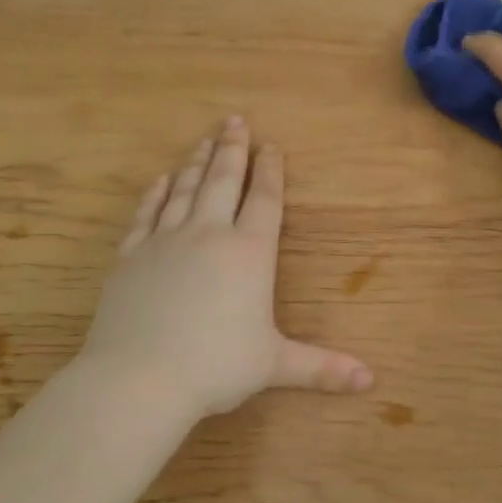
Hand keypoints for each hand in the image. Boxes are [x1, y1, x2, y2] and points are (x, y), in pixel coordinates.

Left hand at [81, 118, 373, 417]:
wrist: (140, 377)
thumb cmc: (216, 367)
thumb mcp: (275, 365)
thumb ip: (322, 367)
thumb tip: (371, 382)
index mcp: (249, 253)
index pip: (264, 200)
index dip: (270, 171)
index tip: (272, 145)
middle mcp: (209, 235)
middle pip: (223, 181)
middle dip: (233, 149)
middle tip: (235, 120)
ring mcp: (165, 241)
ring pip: (184, 189)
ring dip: (196, 162)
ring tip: (204, 141)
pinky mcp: (131, 255)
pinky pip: (146, 214)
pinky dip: (155, 193)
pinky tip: (160, 180)